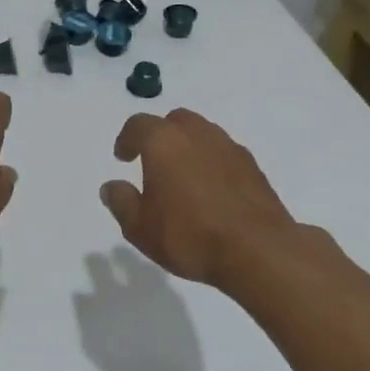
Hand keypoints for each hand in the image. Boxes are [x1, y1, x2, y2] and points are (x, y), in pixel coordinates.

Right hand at [100, 109, 299, 289]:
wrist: (257, 249)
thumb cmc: (189, 236)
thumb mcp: (140, 228)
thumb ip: (121, 202)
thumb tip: (112, 186)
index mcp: (164, 141)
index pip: (138, 125)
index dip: (126, 139)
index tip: (123, 158)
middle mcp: (197, 134)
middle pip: (174, 121)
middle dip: (160, 136)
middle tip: (153, 162)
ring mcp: (228, 147)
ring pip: (202, 133)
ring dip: (188, 147)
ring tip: (183, 177)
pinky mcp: (252, 165)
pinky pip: (223, 153)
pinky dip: (211, 162)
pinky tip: (210, 191)